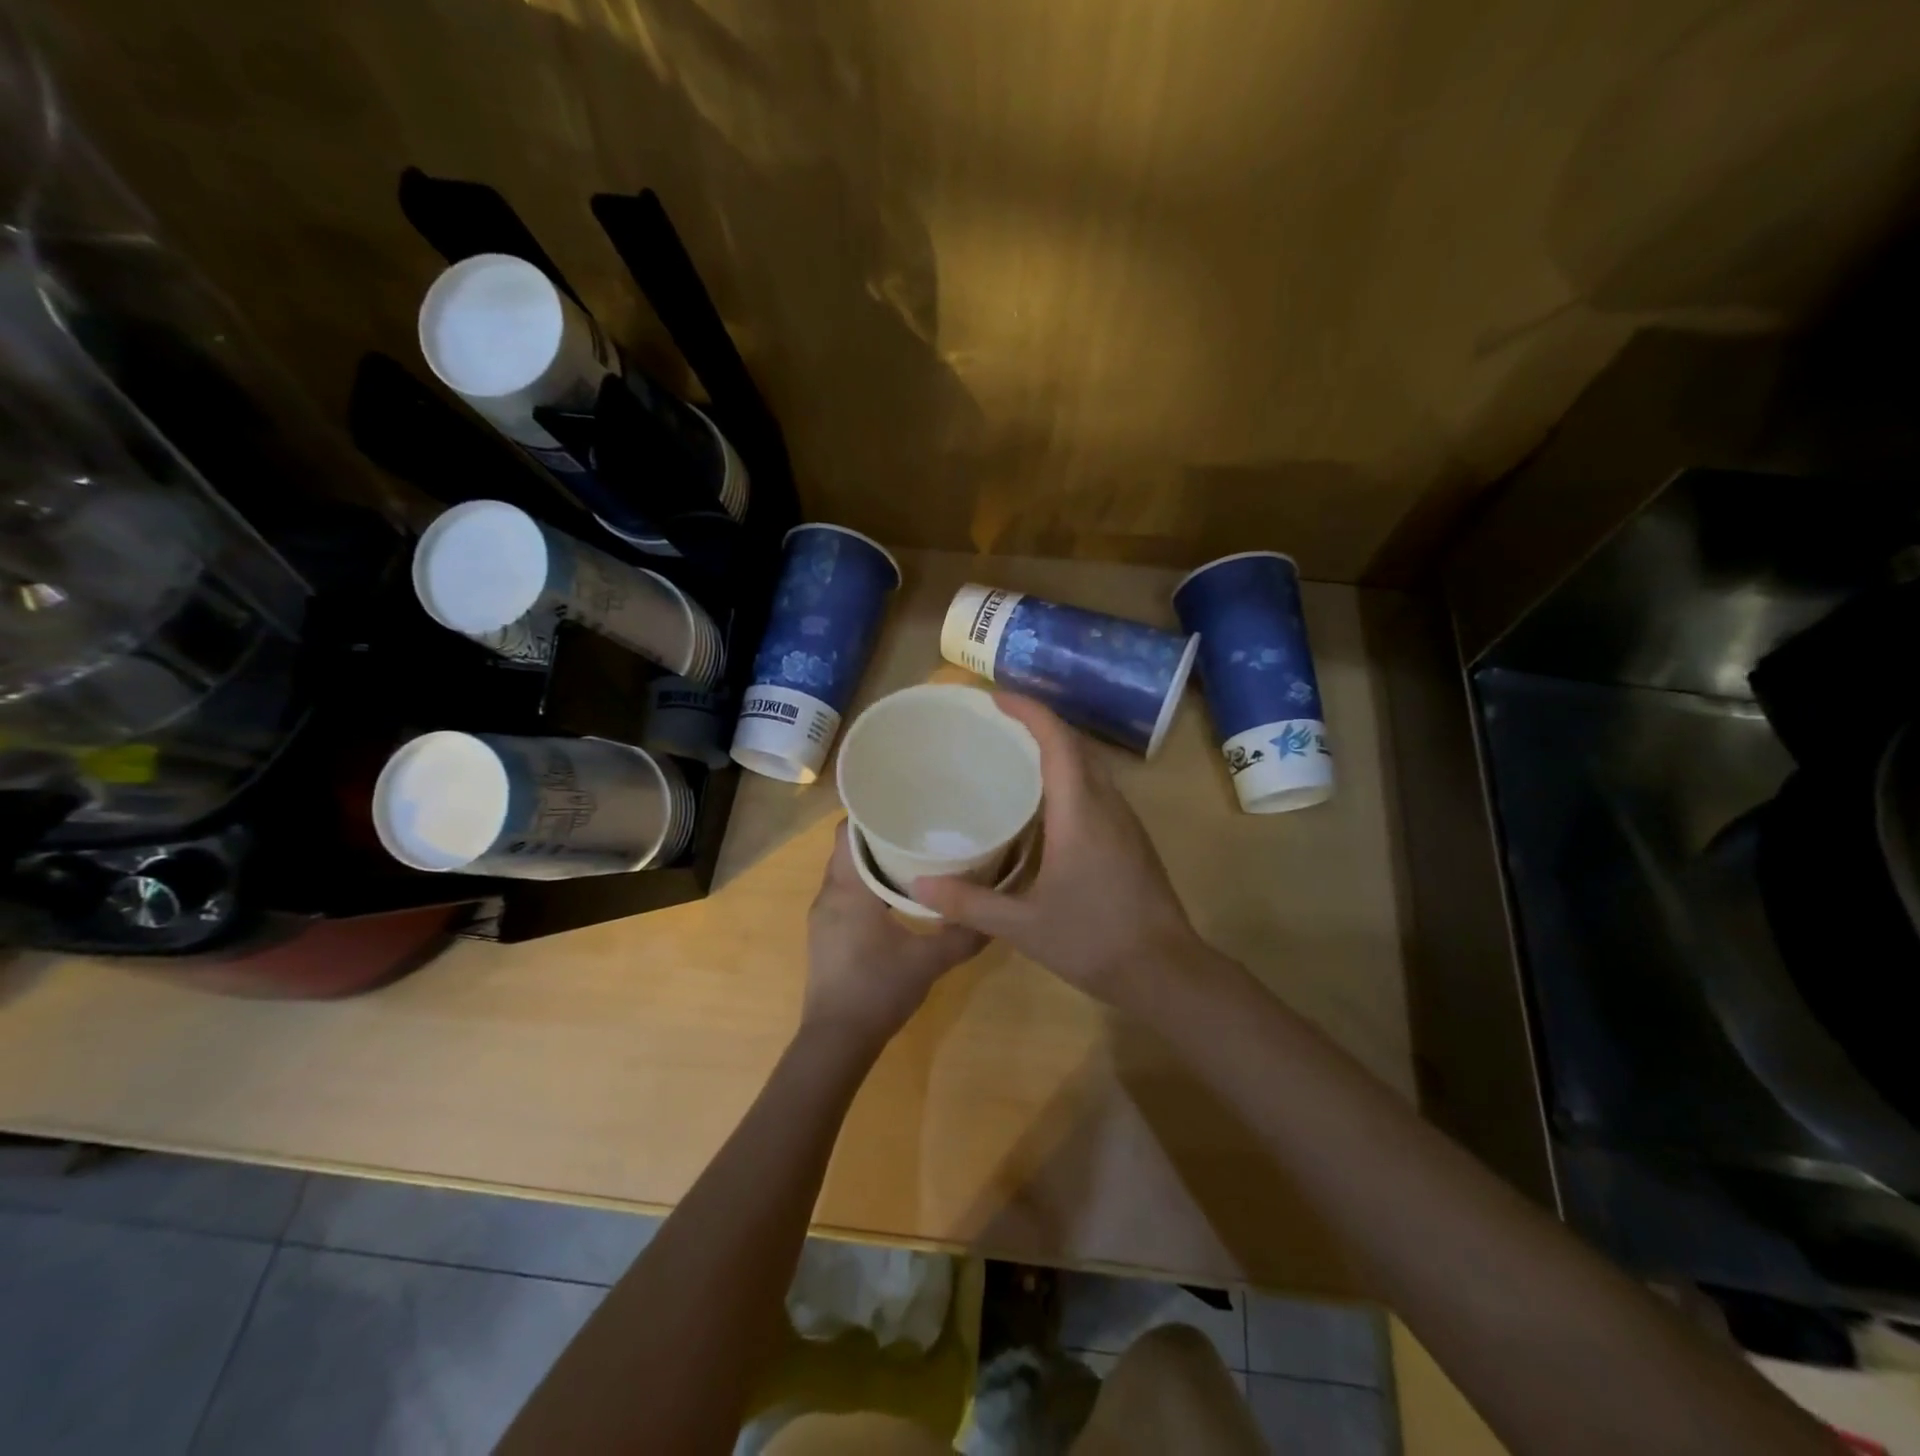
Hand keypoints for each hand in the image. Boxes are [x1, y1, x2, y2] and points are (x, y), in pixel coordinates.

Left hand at [803, 821, 984, 1048]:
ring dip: (871, 861)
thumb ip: (962, 935)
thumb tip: (995, 915)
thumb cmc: (878, 990)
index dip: (871, 814)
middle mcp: (829, 894)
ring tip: (910, 855)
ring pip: (845, 872)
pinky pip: (844, 893)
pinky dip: (865, 885)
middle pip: (847, 849)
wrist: (836, 1041)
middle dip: (878, 835)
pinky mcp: (825, 935)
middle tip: (917, 826)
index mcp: (848, 889)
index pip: (848, 832)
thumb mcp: (928, 961)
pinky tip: (895, 896)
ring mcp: (823, 916)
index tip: (902, 804)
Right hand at [912, 693, 1201, 1009]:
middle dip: (1038, 723)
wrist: (1166, 972)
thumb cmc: (1093, 941)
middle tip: (996, 723)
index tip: (995, 697)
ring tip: (1014, 754)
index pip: (1057, 741)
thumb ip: (969, 903)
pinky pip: (1097, 788)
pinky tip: (1044, 803)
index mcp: (1080, 811)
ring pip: (1091, 765)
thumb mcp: (1023, 926)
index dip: (1028, 711)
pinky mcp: (1131, 838)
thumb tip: (917, 885)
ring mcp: (1125, 821)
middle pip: (1075, 744)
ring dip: (1056, 748)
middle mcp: (1107, 804)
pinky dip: (1069, 775)